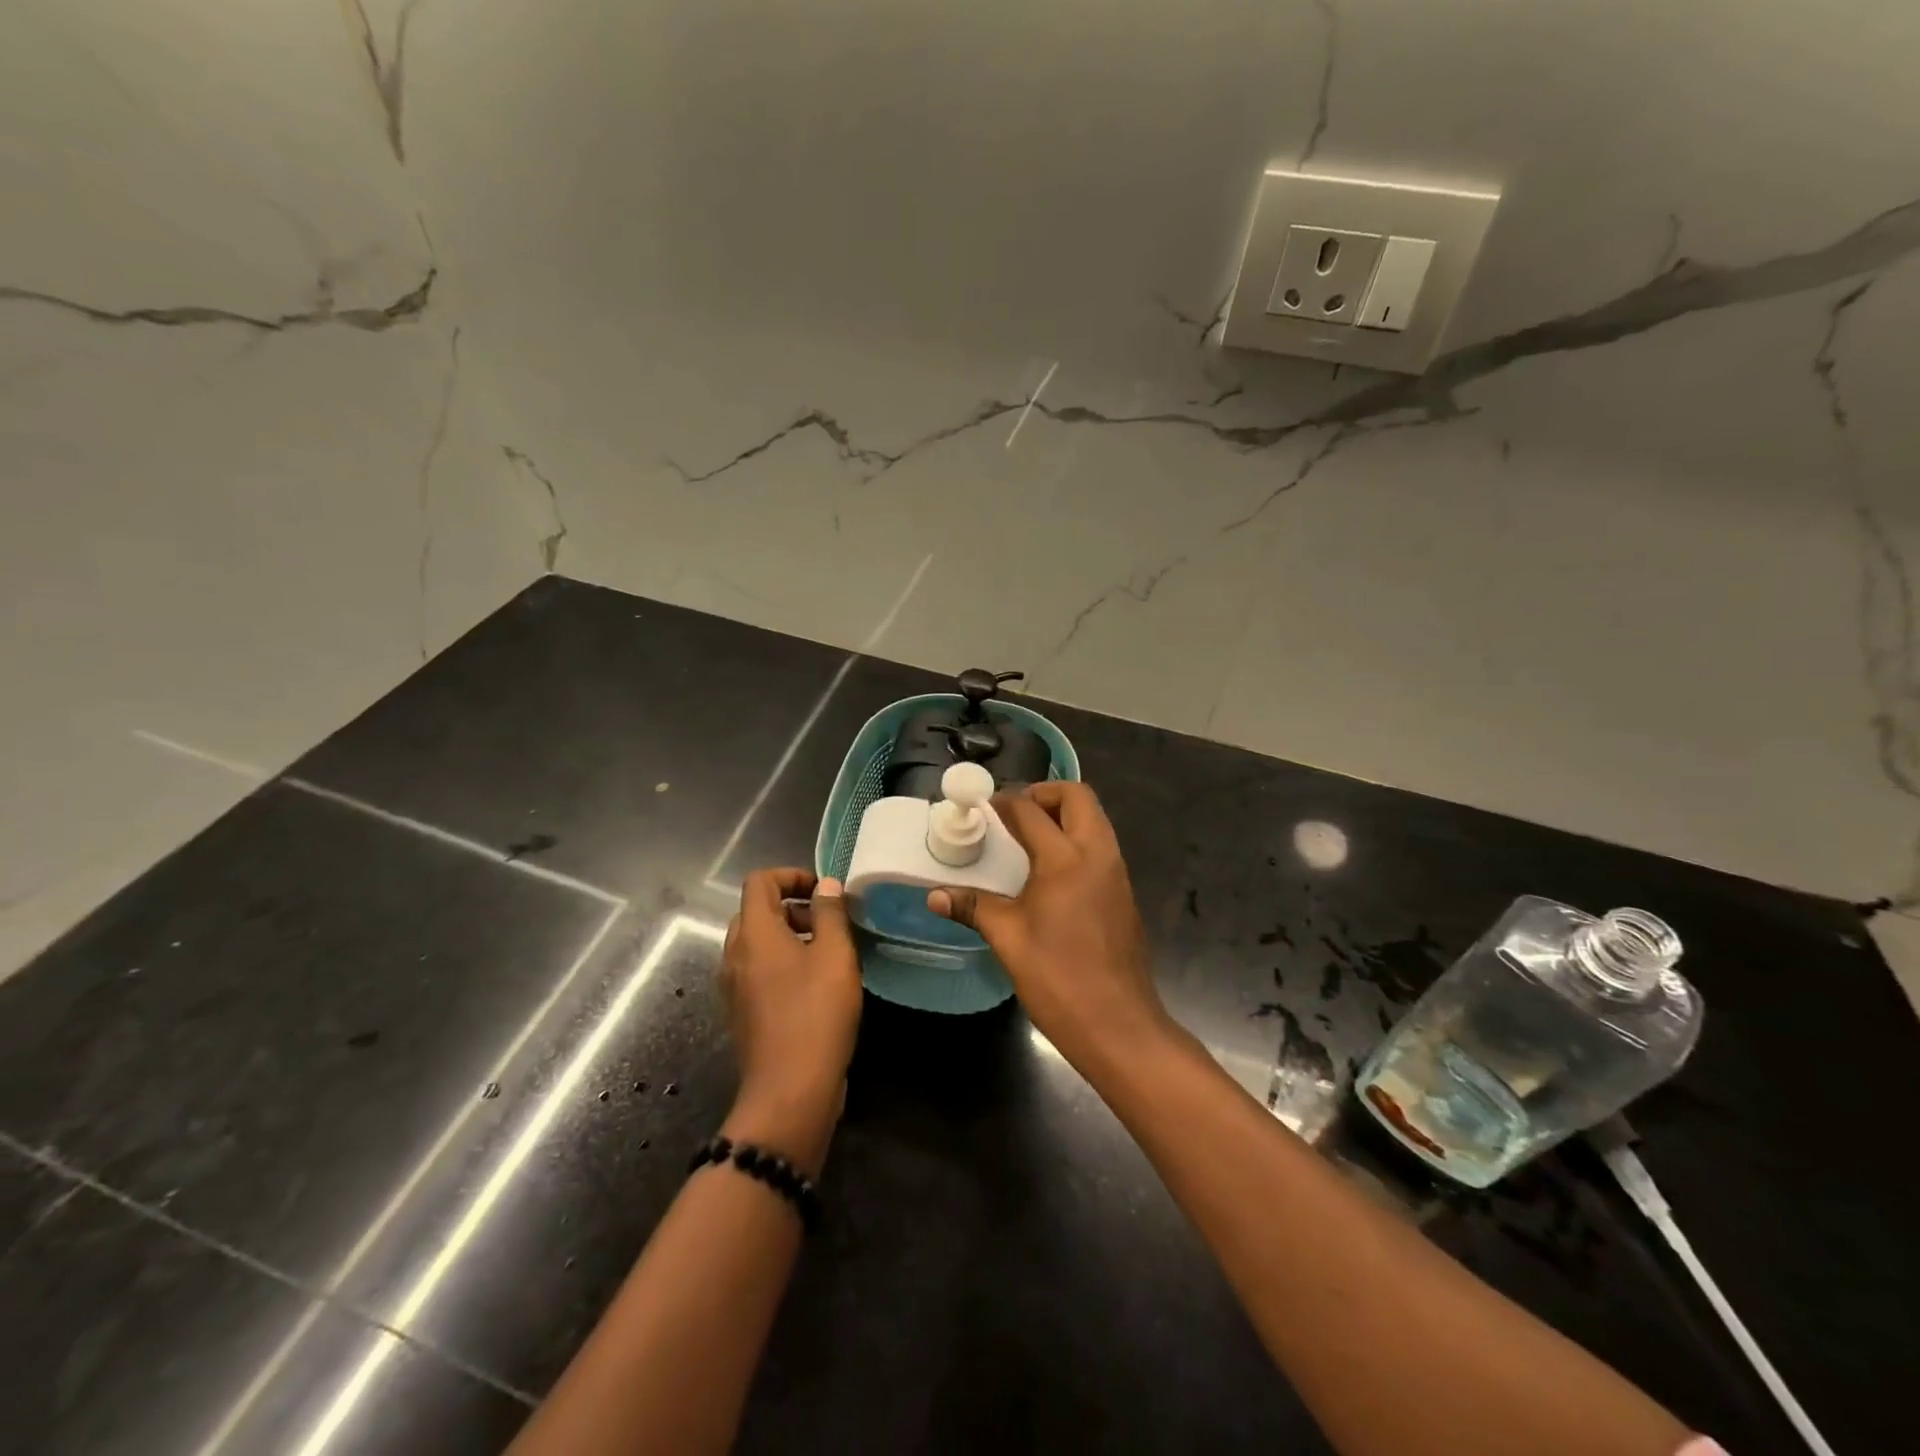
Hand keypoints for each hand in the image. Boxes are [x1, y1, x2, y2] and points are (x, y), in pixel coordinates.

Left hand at [719, 870, 861, 1174]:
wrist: (790, 1090)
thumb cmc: (816, 1013)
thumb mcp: (835, 955)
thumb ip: (830, 913)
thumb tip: (826, 885)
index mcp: (753, 933)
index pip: (759, 881)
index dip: (791, 875)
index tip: (823, 891)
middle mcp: (735, 954)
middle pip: (756, 911)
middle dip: (792, 906)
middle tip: (828, 923)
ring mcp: (734, 986)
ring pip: (757, 943)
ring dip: (788, 936)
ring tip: (828, 954)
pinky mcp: (742, 1012)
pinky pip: (757, 971)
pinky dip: (782, 963)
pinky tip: (814, 985)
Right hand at [928, 782, 1170, 1070]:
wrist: (1118, 1025)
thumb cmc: (1058, 978)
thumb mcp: (1008, 939)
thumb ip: (973, 907)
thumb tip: (934, 896)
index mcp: (1066, 859)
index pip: (1031, 810)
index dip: (1004, 802)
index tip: (983, 806)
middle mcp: (1098, 854)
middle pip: (1077, 797)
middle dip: (1045, 793)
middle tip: (1014, 814)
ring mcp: (1117, 873)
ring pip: (1094, 820)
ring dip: (1063, 815)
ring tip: (1028, 839)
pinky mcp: (1123, 893)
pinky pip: (1101, 846)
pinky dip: (1077, 840)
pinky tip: (1051, 873)